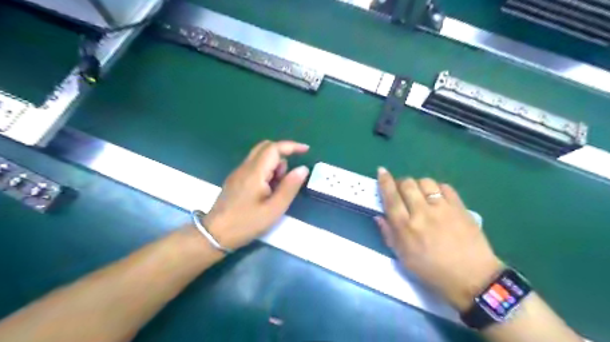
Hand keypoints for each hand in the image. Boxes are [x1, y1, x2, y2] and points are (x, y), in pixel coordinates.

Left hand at [204, 141, 309, 249]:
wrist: (215, 234)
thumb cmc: (247, 223)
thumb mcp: (274, 209)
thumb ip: (289, 187)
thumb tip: (302, 168)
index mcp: (255, 172)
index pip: (274, 148)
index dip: (291, 146)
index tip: (306, 150)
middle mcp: (245, 167)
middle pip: (265, 147)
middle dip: (282, 154)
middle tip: (289, 176)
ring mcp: (238, 172)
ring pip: (260, 157)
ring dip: (274, 165)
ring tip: (276, 190)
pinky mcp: (235, 179)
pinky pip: (254, 166)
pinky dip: (266, 171)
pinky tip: (266, 191)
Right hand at [377, 169, 500, 312]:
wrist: (472, 278)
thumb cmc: (432, 271)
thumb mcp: (404, 258)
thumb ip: (389, 235)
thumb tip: (379, 216)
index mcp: (406, 228)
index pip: (391, 198)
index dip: (384, 181)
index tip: (381, 171)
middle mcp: (422, 213)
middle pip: (407, 184)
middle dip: (401, 183)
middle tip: (402, 190)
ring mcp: (443, 208)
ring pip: (425, 182)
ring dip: (418, 184)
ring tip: (420, 194)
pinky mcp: (460, 207)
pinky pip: (445, 187)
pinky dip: (437, 188)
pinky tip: (437, 197)